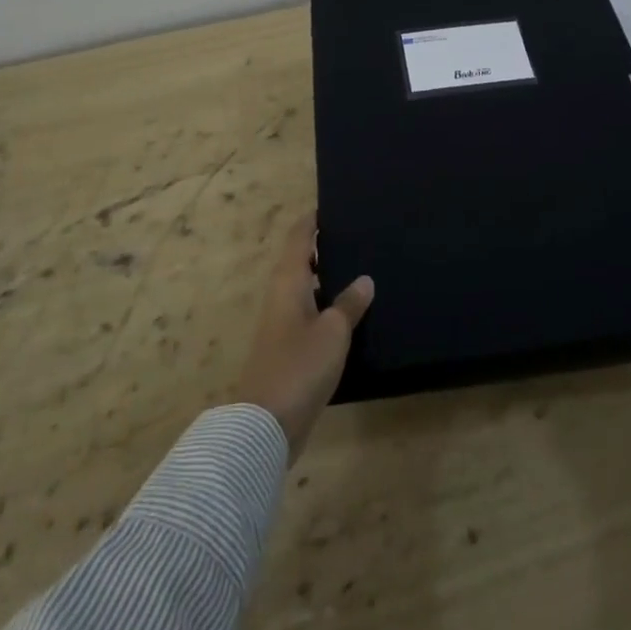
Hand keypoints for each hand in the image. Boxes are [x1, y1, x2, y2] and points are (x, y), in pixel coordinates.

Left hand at [234, 216, 373, 461]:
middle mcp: (281, 296)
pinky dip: (326, 304)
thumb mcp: (334, 331)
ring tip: (360, 268)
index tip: (333, 204)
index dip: (313, 219)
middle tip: (357, 235)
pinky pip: (308, 312)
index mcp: (288, 281)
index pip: (299, 237)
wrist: (265, 425)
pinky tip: (349, 313)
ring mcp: (281, 323)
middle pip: (300, 260)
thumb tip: (364, 279)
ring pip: (305, 287)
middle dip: (324, 246)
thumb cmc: (300, 366)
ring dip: (327, 277)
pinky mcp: (286, 348)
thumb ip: (350, 303)